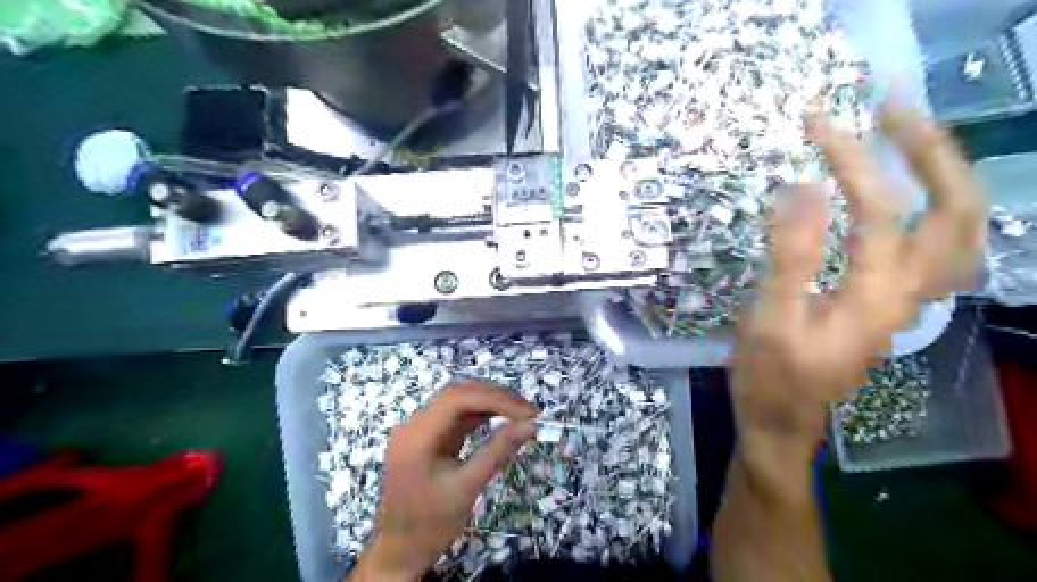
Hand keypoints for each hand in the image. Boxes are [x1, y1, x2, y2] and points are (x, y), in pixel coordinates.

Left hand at [353, 382, 537, 581]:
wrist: (399, 552)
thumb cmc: (431, 524)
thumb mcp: (467, 487)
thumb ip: (498, 451)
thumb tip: (530, 425)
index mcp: (417, 435)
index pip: (458, 398)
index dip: (495, 399)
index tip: (528, 412)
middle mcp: (414, 424)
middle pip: (457, 393)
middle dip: (494, 396)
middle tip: (528, 410)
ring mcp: (419, 429)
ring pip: (457, 400)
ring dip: (488, 402)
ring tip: (519, 412)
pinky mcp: (427, 437)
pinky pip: (455, 416)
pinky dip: (479, 414)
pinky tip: (500, 418)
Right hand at [731, 103, 983, 458]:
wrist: (780, 423)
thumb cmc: (769, 377)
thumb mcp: (769, 319)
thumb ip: (789, 256)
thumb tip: (802, 188)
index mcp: (876, 294)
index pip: (879, 208)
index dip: (851, 159)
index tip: (817, 122)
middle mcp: (907, 292)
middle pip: (954, 210)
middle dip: (931, 151)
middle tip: (893, 111)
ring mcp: (903, 301)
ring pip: (958, 230)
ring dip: (944, 176)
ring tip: (908, 140)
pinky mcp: (887, 305)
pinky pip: (935, 249)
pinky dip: (932, 210)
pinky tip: (906, 197)